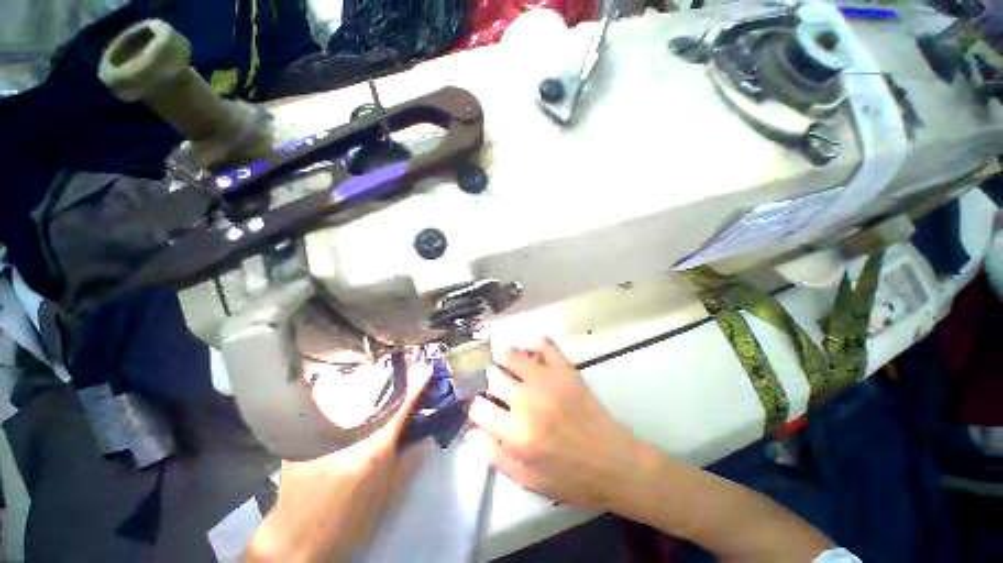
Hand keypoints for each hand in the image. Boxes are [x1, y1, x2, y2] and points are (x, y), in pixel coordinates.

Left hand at [246, 361, 433, 562]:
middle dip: (391, 384)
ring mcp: (323, 435)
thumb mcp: (387, 495)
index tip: (427, 368)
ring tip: (375, 385)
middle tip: (401, 376)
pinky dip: (339, 407)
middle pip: (375, 398)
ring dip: (365, 392)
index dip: (418, 386)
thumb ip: (409, 462)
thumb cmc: (349, 521)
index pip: (403, 407)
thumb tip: (426, 439)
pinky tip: (343, 408)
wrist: (299, 542)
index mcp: (376, 447)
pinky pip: (325, 414)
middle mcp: (351, 434)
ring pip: (349, 402)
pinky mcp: (302, 440)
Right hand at [466, 338, 639, 508]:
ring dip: (504, 359)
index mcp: (517, 434)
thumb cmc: (570, 477)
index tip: (485, 410)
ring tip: (509, 367)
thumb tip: (471, 432)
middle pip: (493, 376)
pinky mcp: (566, 370)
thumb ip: (496, 456)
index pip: (479, 407)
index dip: (477, 408)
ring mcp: (548, 381)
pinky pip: (544, 344)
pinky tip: (531, 355)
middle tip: (499, 389)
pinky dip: (533, 345)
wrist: (614, 463)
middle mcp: (528, 402)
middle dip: (491, 383)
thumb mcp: (528, 480)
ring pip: (512, 355)